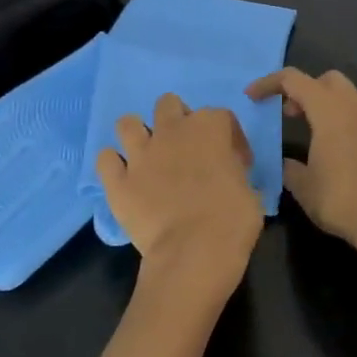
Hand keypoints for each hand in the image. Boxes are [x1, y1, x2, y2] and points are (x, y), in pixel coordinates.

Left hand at [95, 93, 263, 302]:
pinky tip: (124, 178)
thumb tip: (228, 173)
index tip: (236, 162)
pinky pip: (105, 160)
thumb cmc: (233, 220)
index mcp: (209, 127)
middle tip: (186, 148)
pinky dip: (113, 165)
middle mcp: (172, 131)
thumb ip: (236, 171)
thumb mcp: (250, 189)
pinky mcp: (118, 181)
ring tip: (148, 156)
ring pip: (128, 123)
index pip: (222, 117)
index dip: (230, 138)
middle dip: (177, 120)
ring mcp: (141, 154)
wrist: (194, 252)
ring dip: (138, 134)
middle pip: (169, 104)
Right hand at [245, 68, 356, 256]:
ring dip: (345, 103)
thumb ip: (290, 169)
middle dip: (309, 90)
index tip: (253, 97)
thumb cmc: (339, 200)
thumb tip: (287, 164)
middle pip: (331, 80)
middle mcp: (356, 109)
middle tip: (293, 115)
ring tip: (331, 126)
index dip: (270, 83)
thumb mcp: (302, 187)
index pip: (294, 80)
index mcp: (328, 111)